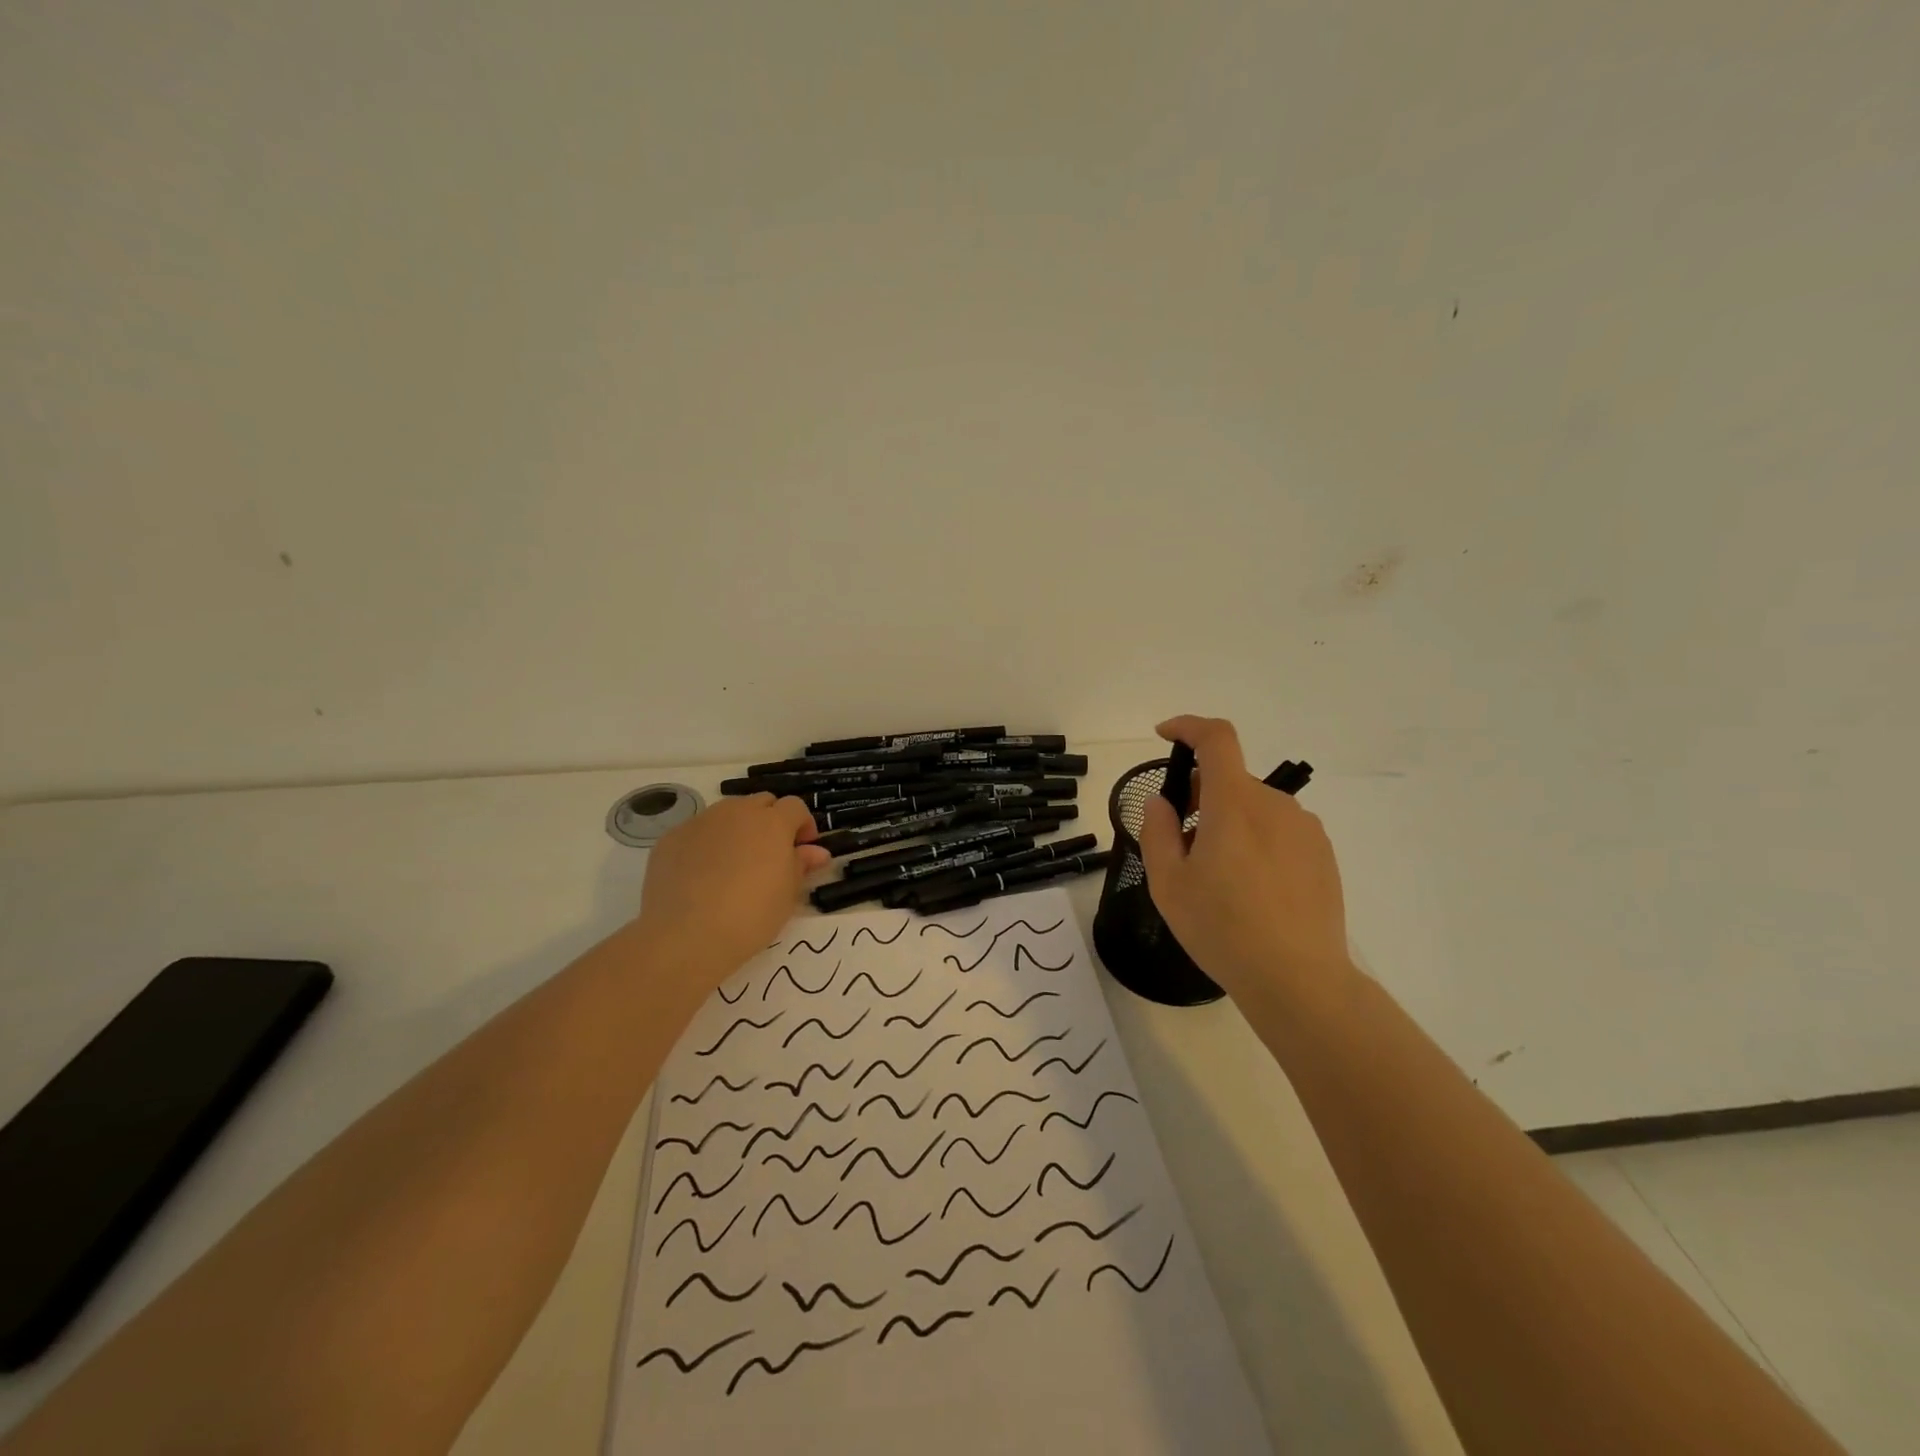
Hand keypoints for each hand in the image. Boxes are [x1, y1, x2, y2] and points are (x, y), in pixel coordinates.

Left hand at [634, 794, 829, 986]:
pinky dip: (706, 845)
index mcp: (772, 822)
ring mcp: (701, 822)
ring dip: (738, 829)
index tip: (803, 849)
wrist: (687, 935)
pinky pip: (697, 832)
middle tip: (770, 855)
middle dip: (770, 821)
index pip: (795, 806)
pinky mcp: (671, 838)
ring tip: (734, 865)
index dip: (802, 825)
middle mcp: (737, 812)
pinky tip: (701, 876)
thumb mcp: (788, 894)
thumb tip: (816, 852)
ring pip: (727, 814)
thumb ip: (801, 865)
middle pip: (761, 803)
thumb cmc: (751, 916)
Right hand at [1137, 715, 1351, 996]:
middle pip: (1230, 780)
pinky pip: (1279, 831)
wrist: (1297, 978)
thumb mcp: (1168, 883)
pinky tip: (1252, 890)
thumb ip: (1157, 831)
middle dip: (1200, 796)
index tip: (1165, 736)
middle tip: (1182, 844)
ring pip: (1254, 808)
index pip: (1216, 738)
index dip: (1188, 726)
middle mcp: (1274, 805)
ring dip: (1229, 822)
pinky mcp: (1322, 854)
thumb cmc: (1222, 928)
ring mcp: (1304, 829)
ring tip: (1219, 876)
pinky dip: (1256, 841)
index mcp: (1234, 803)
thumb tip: (1162, 802)